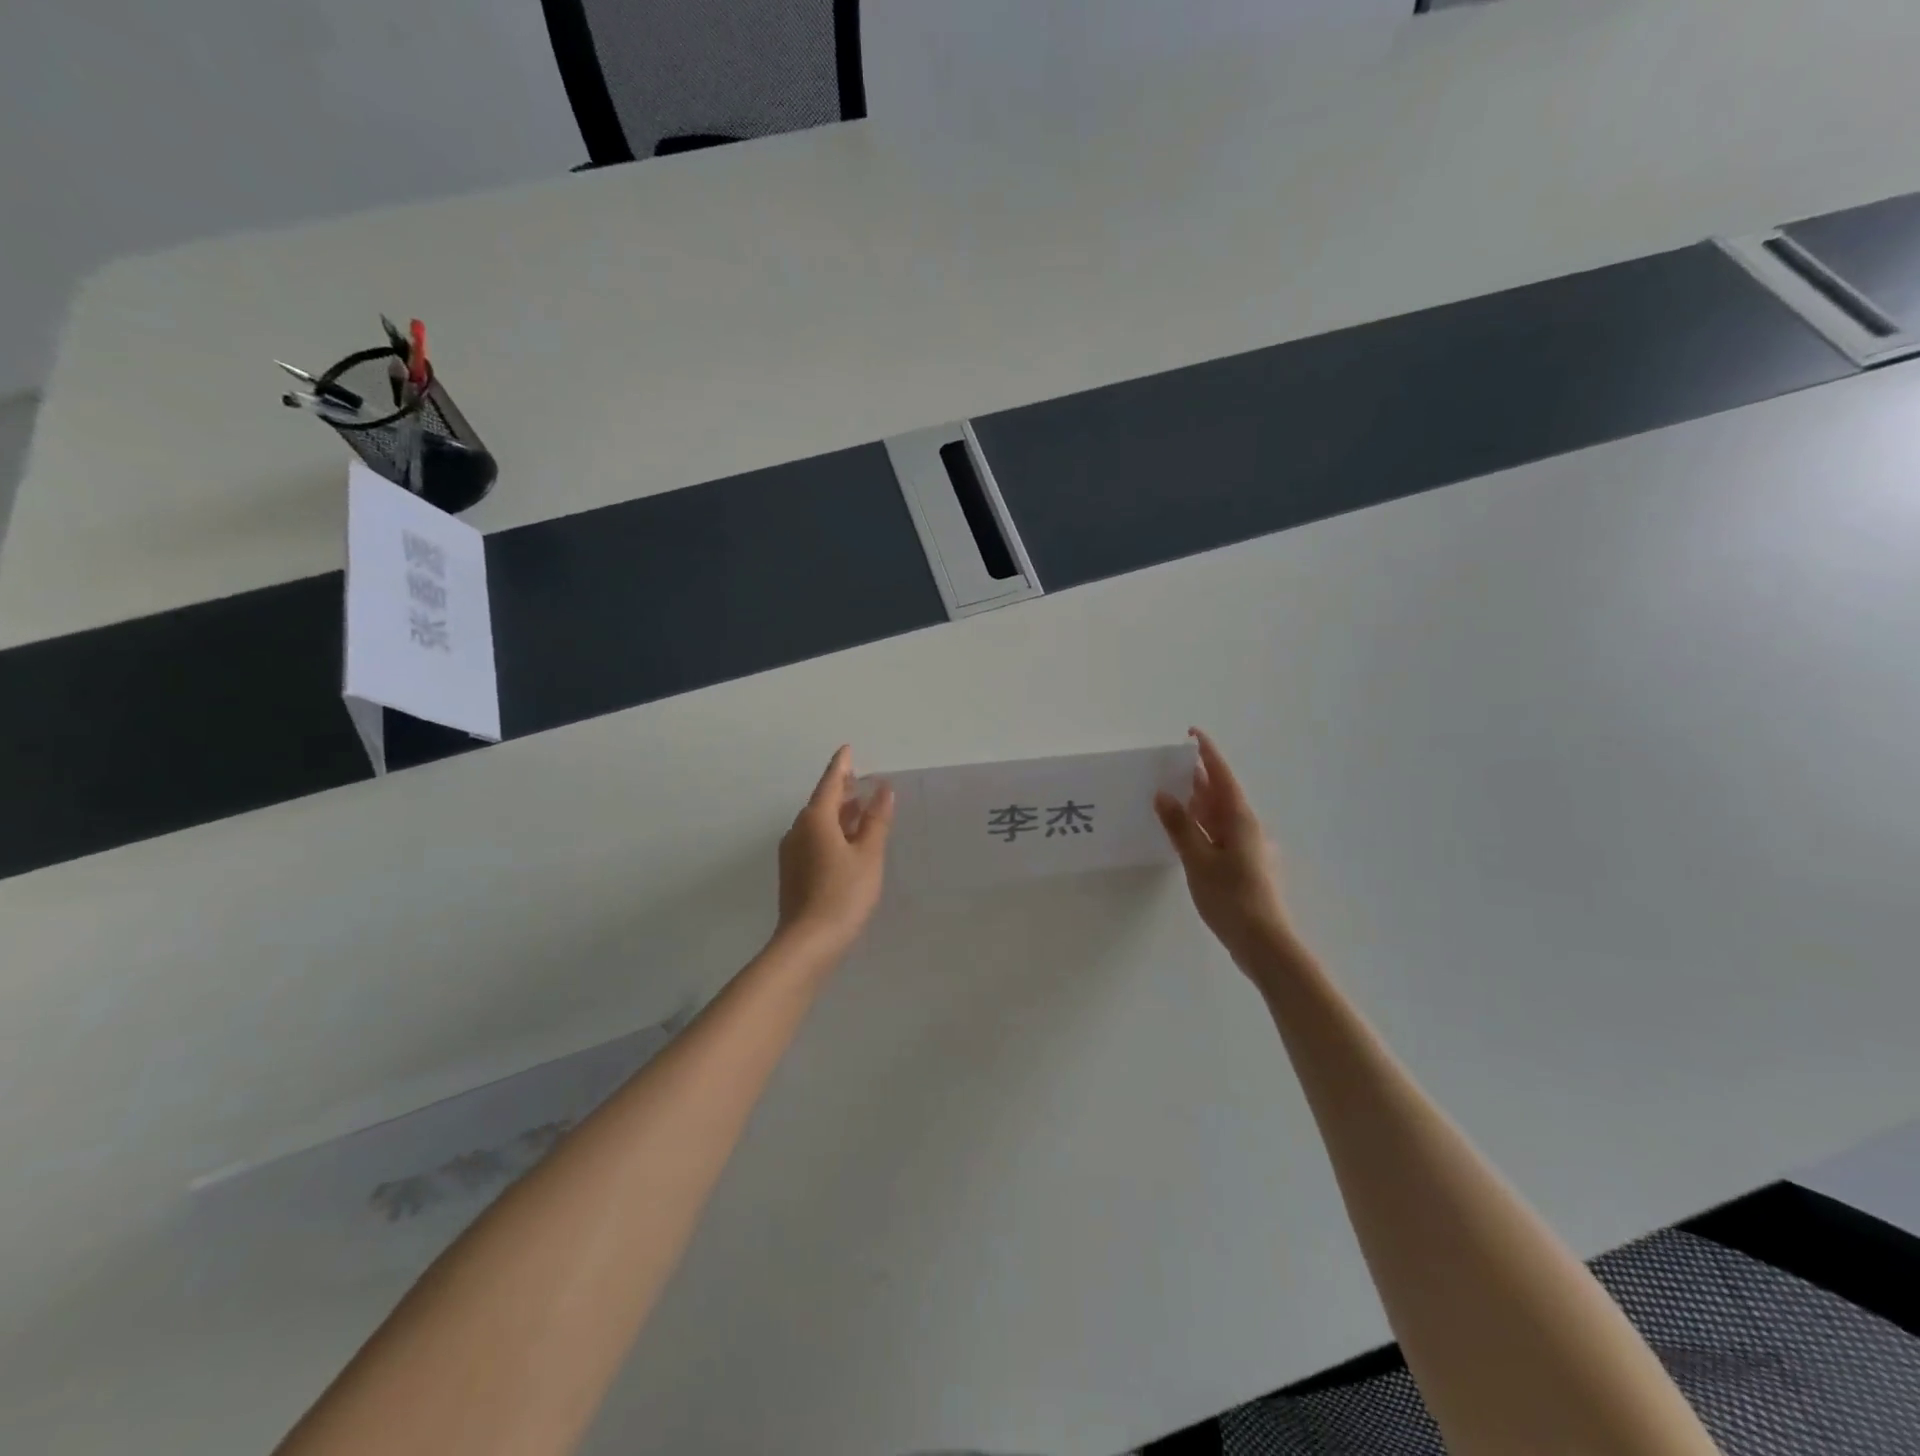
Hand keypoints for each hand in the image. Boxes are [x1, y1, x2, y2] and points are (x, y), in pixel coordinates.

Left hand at [776, 746, 894, 958]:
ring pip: (817, 823)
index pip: (830, 783)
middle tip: (859, 778)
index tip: (848, 749)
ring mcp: (792, 853)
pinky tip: (847, 841)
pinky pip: (814, 840)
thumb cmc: (843, 893)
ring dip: (838, 812)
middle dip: (841, 789)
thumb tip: (883, 789)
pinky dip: (832, 831)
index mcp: (815, 820)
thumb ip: (876, 820)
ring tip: (860, 807)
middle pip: (821, 802)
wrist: (808, 943)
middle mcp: (798, 830)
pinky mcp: (794, 873)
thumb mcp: (868, 855)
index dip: (841, 766)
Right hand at [1155, 728, 1298, 974]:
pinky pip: (1219, 834)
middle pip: (1220, 794)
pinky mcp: (1244, 865)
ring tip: (1170, 794)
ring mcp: (1248, 847)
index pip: (1222, 776)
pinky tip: (1184, 834)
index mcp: (1239, 819)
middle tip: (1169, 766)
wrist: (1264, 942)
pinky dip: (1201, 826)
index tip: (1191, 734)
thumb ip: (1180, 826)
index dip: (1207, 754)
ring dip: (1197, 803)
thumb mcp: (1198, 860)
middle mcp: (1247, 827)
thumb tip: (1164, 795)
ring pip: (1219, 815)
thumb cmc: (1230, 897)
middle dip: (1198, 778)